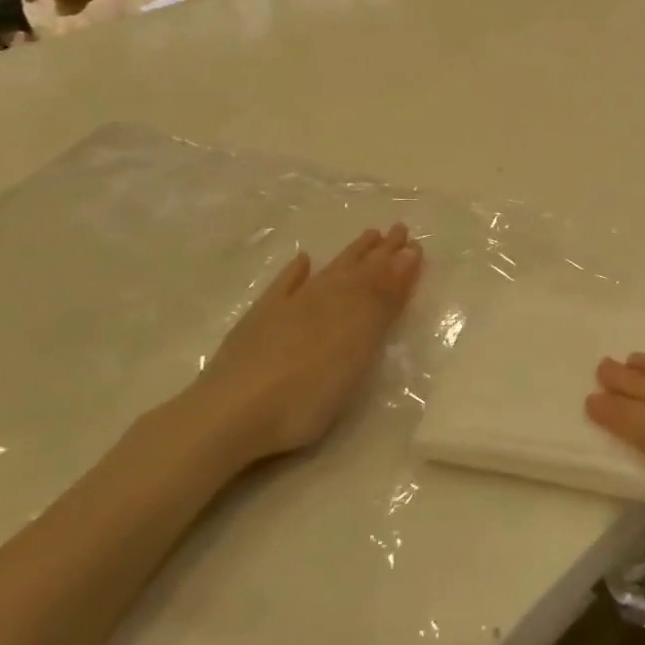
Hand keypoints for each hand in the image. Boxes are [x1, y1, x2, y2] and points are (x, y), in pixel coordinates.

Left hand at [177, 225, 423, 472]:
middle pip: (355, 270)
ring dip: (348, 256)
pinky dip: (295, 273)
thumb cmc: (307, 393)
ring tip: (366, 237)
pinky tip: (303, 261)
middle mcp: (320, 299)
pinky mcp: (258, 322)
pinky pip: (283, 287)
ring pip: (326, 274)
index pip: (380, 277)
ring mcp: (286, 308)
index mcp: (349, 307)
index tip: (414, 242)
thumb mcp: (358, 347)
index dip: (397, 261)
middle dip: (378, 252)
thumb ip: (381, 300)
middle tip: (397, 230)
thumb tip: (406, 254)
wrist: (230, 414)